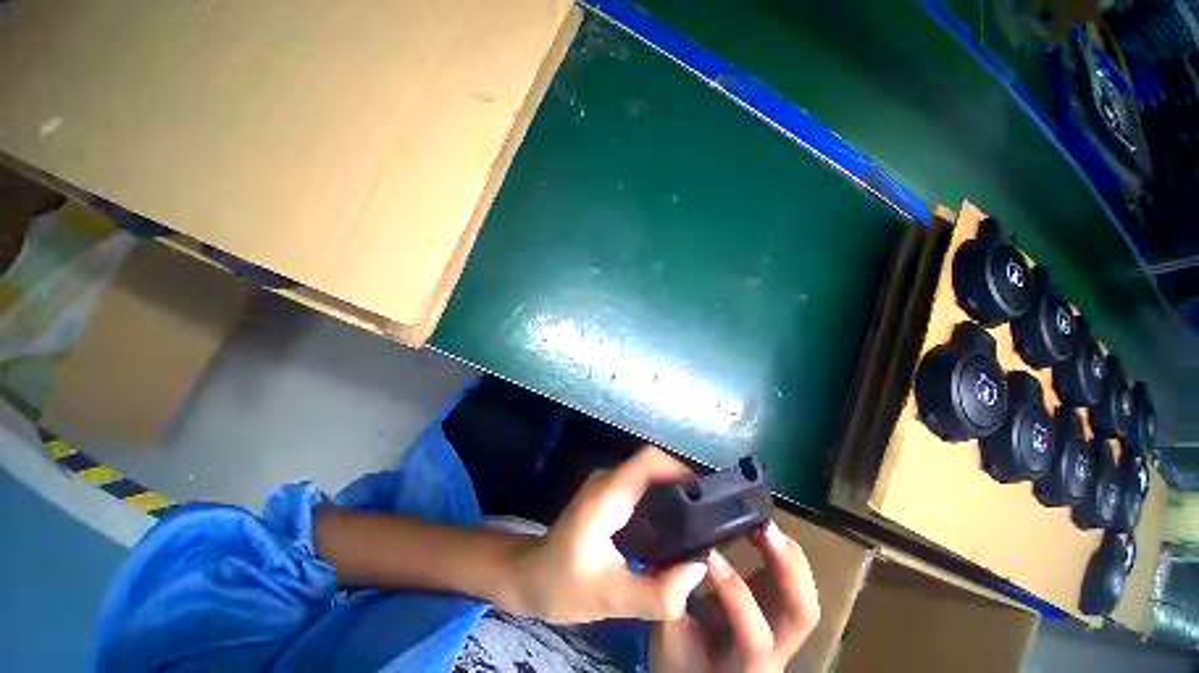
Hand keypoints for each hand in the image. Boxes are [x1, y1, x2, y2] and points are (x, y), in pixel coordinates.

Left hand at [509, 446, 708, 623]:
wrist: (529, 576)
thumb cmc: (562, 585)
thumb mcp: (611, 600)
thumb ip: (658, 593)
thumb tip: (698, 569)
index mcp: (605, 497)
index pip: (648, 462)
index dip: (679, 470)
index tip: (704, 497)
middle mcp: (607, 480)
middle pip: (652, 464)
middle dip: (682, 482)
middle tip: (707, 516)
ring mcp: (606, 484)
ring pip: (647, 472)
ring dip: (673, 489)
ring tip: (696, 521)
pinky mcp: (608, 493)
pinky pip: (641, 483)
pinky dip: (661, 496)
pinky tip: (672, 524)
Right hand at [650, 523, 819, 672]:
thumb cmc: (683, 663)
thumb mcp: (670, 639)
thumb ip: (674, 603)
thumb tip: (680, 558)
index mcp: (747, 664)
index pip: (755, 635)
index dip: (735, 592)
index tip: (708, 555)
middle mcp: (777, 650)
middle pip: (802, 613)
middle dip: (789, 567)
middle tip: (765, 529)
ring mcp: (782, 628)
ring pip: (805, 596)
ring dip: (790, 556)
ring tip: (764, 524)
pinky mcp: (776, 608)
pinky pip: (793, 581)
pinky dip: (783, 552)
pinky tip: (761, 529)